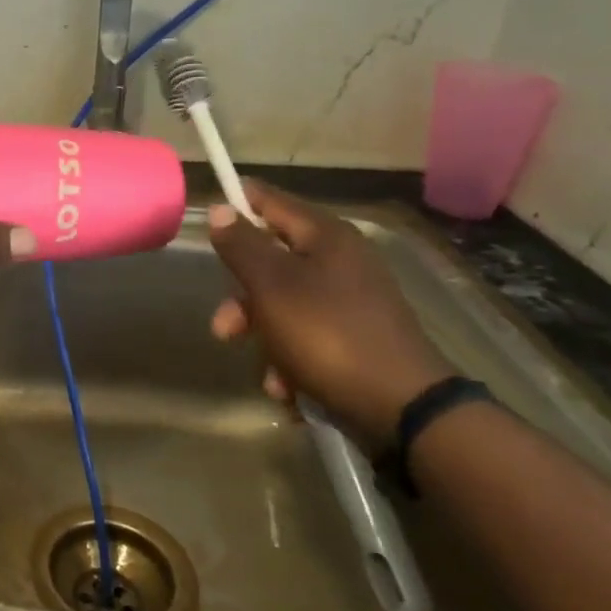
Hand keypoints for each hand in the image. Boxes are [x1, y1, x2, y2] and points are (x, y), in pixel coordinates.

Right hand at [207, 180, 452, 452]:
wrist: (403, 409)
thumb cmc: (327, 335)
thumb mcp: (271, 286)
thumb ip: (242, 245)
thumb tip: (221, 209)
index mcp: (326, 237)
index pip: (272, 202)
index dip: (238, 204)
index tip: (207, 215)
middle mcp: (342, 262)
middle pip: (272, 264)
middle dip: (242, 301)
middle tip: (224, 331)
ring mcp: (353, 303)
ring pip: (285, 308)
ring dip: (266, 343)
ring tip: (270, 378)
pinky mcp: (358, 340)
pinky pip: (309, 340)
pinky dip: (293, 363)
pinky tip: (290, 390)